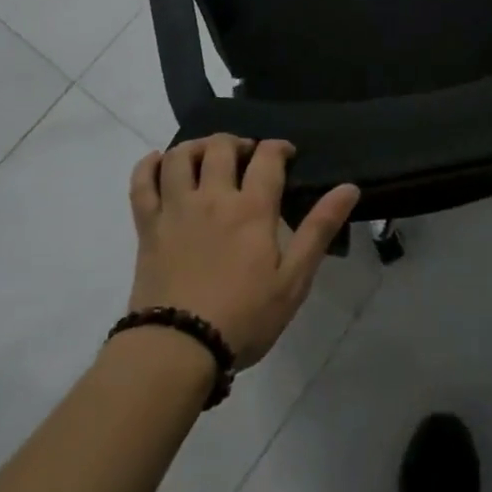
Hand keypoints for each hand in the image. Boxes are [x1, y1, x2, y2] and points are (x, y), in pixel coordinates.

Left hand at [129, 135, 358, 368]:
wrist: (176, 350)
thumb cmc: (243, 318)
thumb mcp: (293, 280)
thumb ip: (319, 229)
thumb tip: (349, 187)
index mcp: (252, 209)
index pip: (267, 157)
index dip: (279, 147)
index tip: (286, 154)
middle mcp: (213, 198)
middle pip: (222, 146)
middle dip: (238, 142)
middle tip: (247, 156)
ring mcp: (176, 209)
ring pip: (181, 156)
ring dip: (197, 146)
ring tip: (208, 156)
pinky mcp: (148, 227)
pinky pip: (141, 184)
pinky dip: (148, 166)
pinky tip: (159, 162)